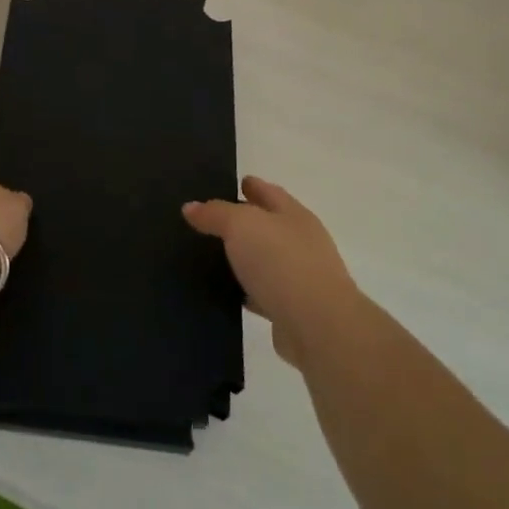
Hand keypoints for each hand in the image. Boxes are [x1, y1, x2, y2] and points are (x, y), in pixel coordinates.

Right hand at [184, 176, 364, 366]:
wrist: (317, 325)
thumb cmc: (281, 262)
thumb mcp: (241, 225)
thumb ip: (216, 213)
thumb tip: (191, 207)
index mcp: (294, 215)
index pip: (270, 192)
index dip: (253, 186)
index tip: (235, 183)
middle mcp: (301, 242)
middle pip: (269, 226)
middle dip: (246, 221)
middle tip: (212, 220)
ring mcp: (300, 277)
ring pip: (266, 261)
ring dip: (245, 258)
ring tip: (213, 255)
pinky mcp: (292, 309)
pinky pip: (263, 293)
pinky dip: (247, 290)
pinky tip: (227, 291)